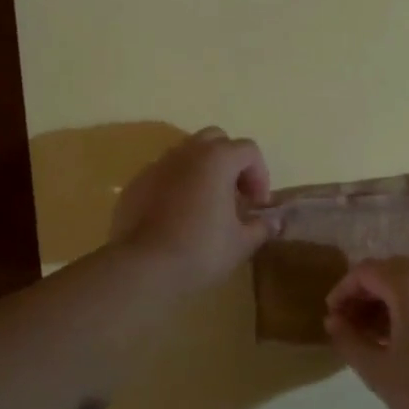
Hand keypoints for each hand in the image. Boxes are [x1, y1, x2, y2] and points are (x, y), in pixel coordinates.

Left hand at [110, 127, 273, 290]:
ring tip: (206, 206)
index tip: (257, 206)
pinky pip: (163, 175)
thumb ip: (261, 227)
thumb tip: (272, 223)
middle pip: (215, 140)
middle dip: (230, 163)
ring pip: (186, 155)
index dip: (260, 175)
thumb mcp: (242, 243)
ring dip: (202, 172)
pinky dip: (176, 186)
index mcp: (217, 159)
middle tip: (234, 196)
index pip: (248, 150)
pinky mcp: (135, 185)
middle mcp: (186, 153)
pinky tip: (177, 217)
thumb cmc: (201, 250)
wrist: (142, 268)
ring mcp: (156, 166)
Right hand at [324, 258, 408, 408]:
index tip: (334, 316)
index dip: (344, 290)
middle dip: (369, 294)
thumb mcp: (377, 370)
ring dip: (396, 301)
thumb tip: (335, 320)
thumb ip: (349, 339)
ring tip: (384, 336)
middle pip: (394, 271)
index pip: (366, 271)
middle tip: (355, 325)